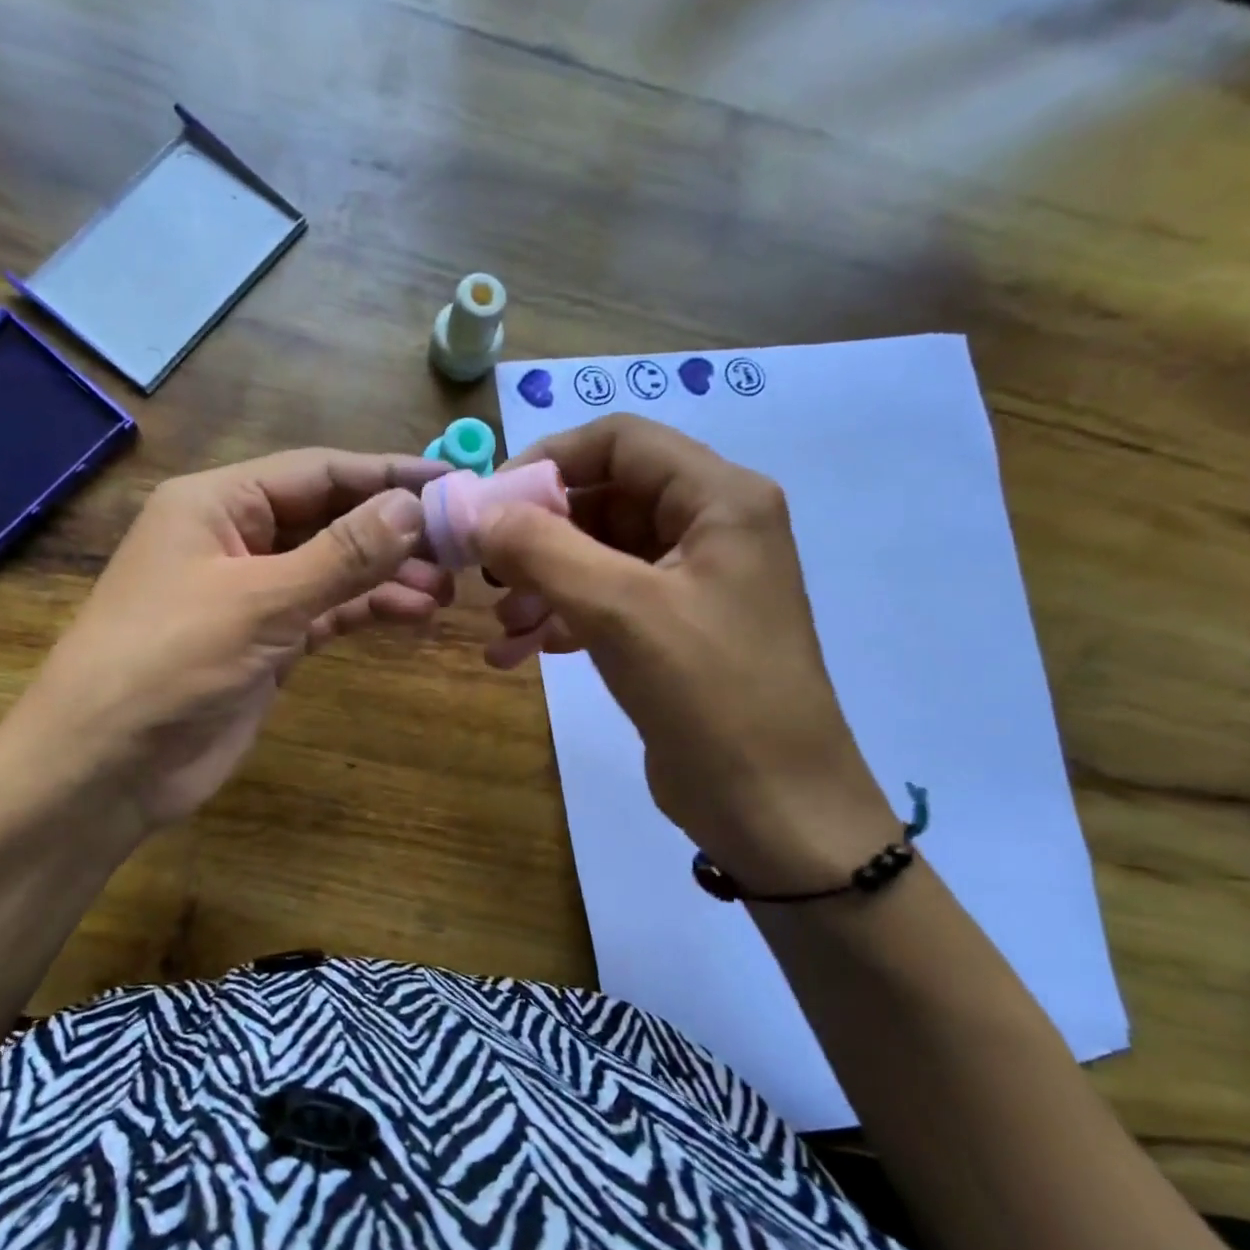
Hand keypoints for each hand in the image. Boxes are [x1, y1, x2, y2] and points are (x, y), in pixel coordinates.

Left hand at [8, 449, 453, 831]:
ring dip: (388, 575)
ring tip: (448, 588)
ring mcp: (253, 594)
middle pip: (331, 518)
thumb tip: (414, 507)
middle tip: (461, 545)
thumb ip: (343, 554)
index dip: (388, 473)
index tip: (453, 480)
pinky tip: (413, 613)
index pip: (319, 471)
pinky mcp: (267, 642)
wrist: (107, 766)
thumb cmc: (170, 662)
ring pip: (335, 569)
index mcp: (219, 503)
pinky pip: (328, 613)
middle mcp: (237, 538)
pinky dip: (368, 611)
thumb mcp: (261, 600)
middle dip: (394, 530)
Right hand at [475, 413, 896, 892]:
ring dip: (544, 581)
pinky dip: (562, 617)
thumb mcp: (621, 611)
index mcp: (720, 499)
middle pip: (605, 498)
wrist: (773, 809)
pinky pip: (607, 603)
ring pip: (600, 555)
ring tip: (503, 624)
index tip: (489, 504)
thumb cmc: (710, 695)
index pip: (621, 440)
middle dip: (540, 533)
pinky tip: (523, 650)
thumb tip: (475, 510)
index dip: (549, 459)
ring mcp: (694, 583)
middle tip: (487, 571)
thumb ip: (543, 549)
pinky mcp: (674, 632)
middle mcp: (711, 528)